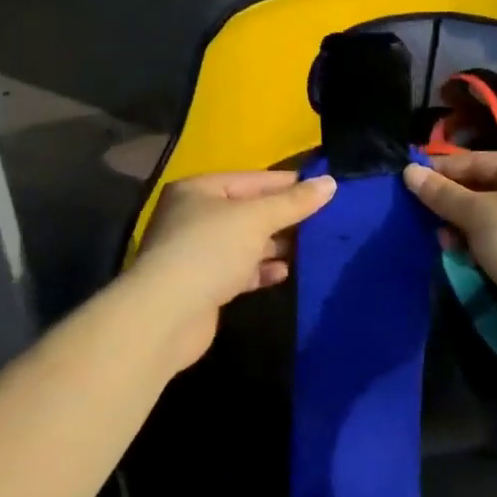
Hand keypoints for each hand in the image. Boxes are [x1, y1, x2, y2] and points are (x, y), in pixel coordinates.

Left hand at [130, 171, 335, 369]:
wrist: (165, 317)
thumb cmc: (210, 251)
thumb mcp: (256, 219)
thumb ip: (294, 202)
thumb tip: (330, 183)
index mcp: (199, 190)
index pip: (253, 179)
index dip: (289, 184)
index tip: (324, 188)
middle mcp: (194, 216)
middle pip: (249, 211)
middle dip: (283, 217)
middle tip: (324, 220)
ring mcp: (196, 252)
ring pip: (245, 242)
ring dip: (274, 245)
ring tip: (310, 247)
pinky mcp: (203, 285)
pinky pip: (239, 270)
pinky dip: (261, 269)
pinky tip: (284, 272)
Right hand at [403, 152, 496, 349]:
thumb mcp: (479, 214)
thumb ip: (443, 194)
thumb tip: (410, 171)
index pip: (475, 161)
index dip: (441, 170)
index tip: (408, 179)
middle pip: (479, 189)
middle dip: (450, 203)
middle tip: (417, 214)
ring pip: (484, 218)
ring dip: (460, 227)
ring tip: (439, 239)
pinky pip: (493, 241)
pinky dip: (475, 246)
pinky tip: (458, 255)